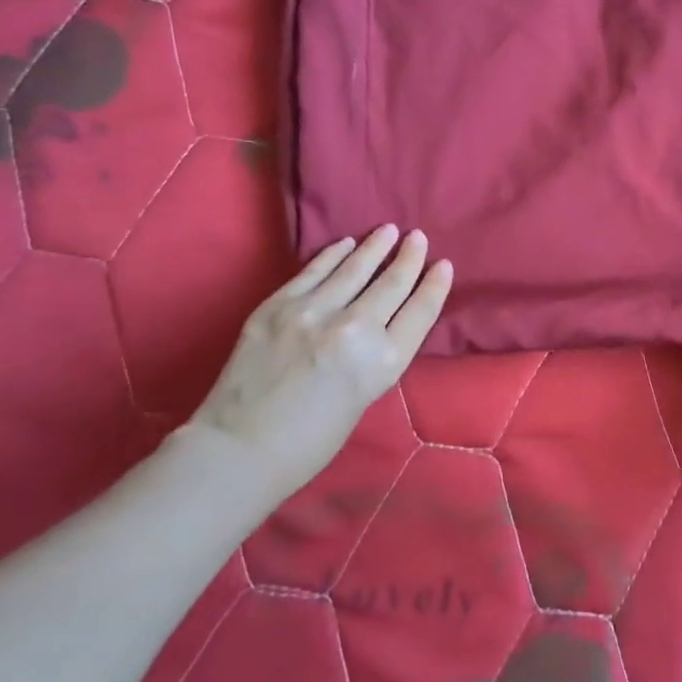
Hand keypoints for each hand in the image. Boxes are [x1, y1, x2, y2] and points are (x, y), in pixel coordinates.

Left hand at [190, 225, 452, 494]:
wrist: (238, 450)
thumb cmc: (310, 442)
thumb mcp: (365, 398)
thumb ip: (376, 355)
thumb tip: (381, 320)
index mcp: (383, 363)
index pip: (420, 311)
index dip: (435, 285)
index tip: (443, 266)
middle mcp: (355, 330)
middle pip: (392, 284)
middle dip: (409, 258)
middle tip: (418, 237)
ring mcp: (313, 313)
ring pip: (354, 268)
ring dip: (375, 247)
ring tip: (389, 231)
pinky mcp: (278, 306)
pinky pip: (314, 271)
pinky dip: (334, 255)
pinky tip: (346, 244)